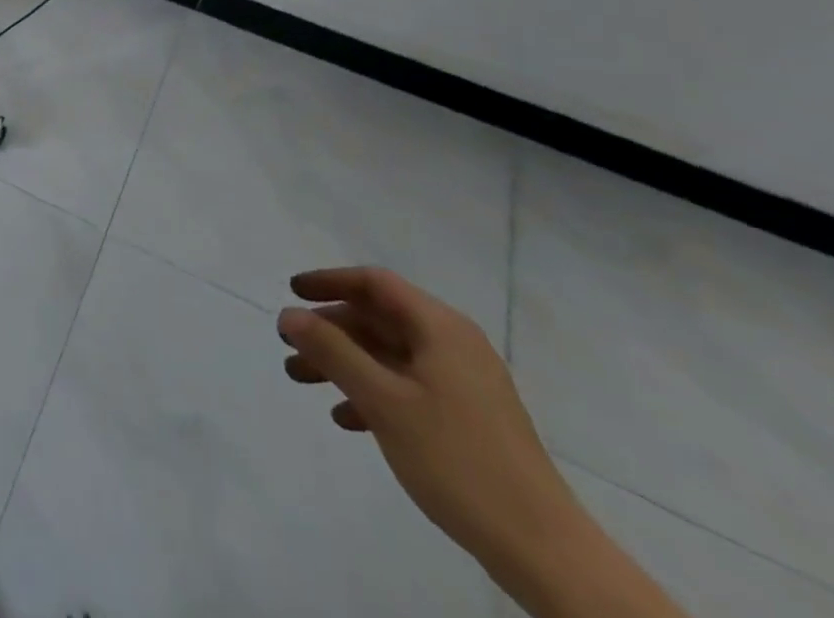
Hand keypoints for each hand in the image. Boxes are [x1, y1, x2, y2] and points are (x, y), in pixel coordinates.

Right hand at [276, 267, 579, 569]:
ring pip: (389, 356)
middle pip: (379, 320)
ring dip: (344, 363)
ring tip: (302, 380)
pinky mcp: (467, 419)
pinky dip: (372, 393)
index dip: (329, 281)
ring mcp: (463, 384)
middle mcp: (453, 345)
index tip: (291, 291)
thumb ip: (333, 352)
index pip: (375, 284)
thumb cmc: (458, 460)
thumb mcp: (384, 401)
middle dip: (330, 330)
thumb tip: (289, 315)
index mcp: (440, 328)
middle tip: (290, 345)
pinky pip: (407, 388)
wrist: (543, 551)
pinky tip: (346, 418)